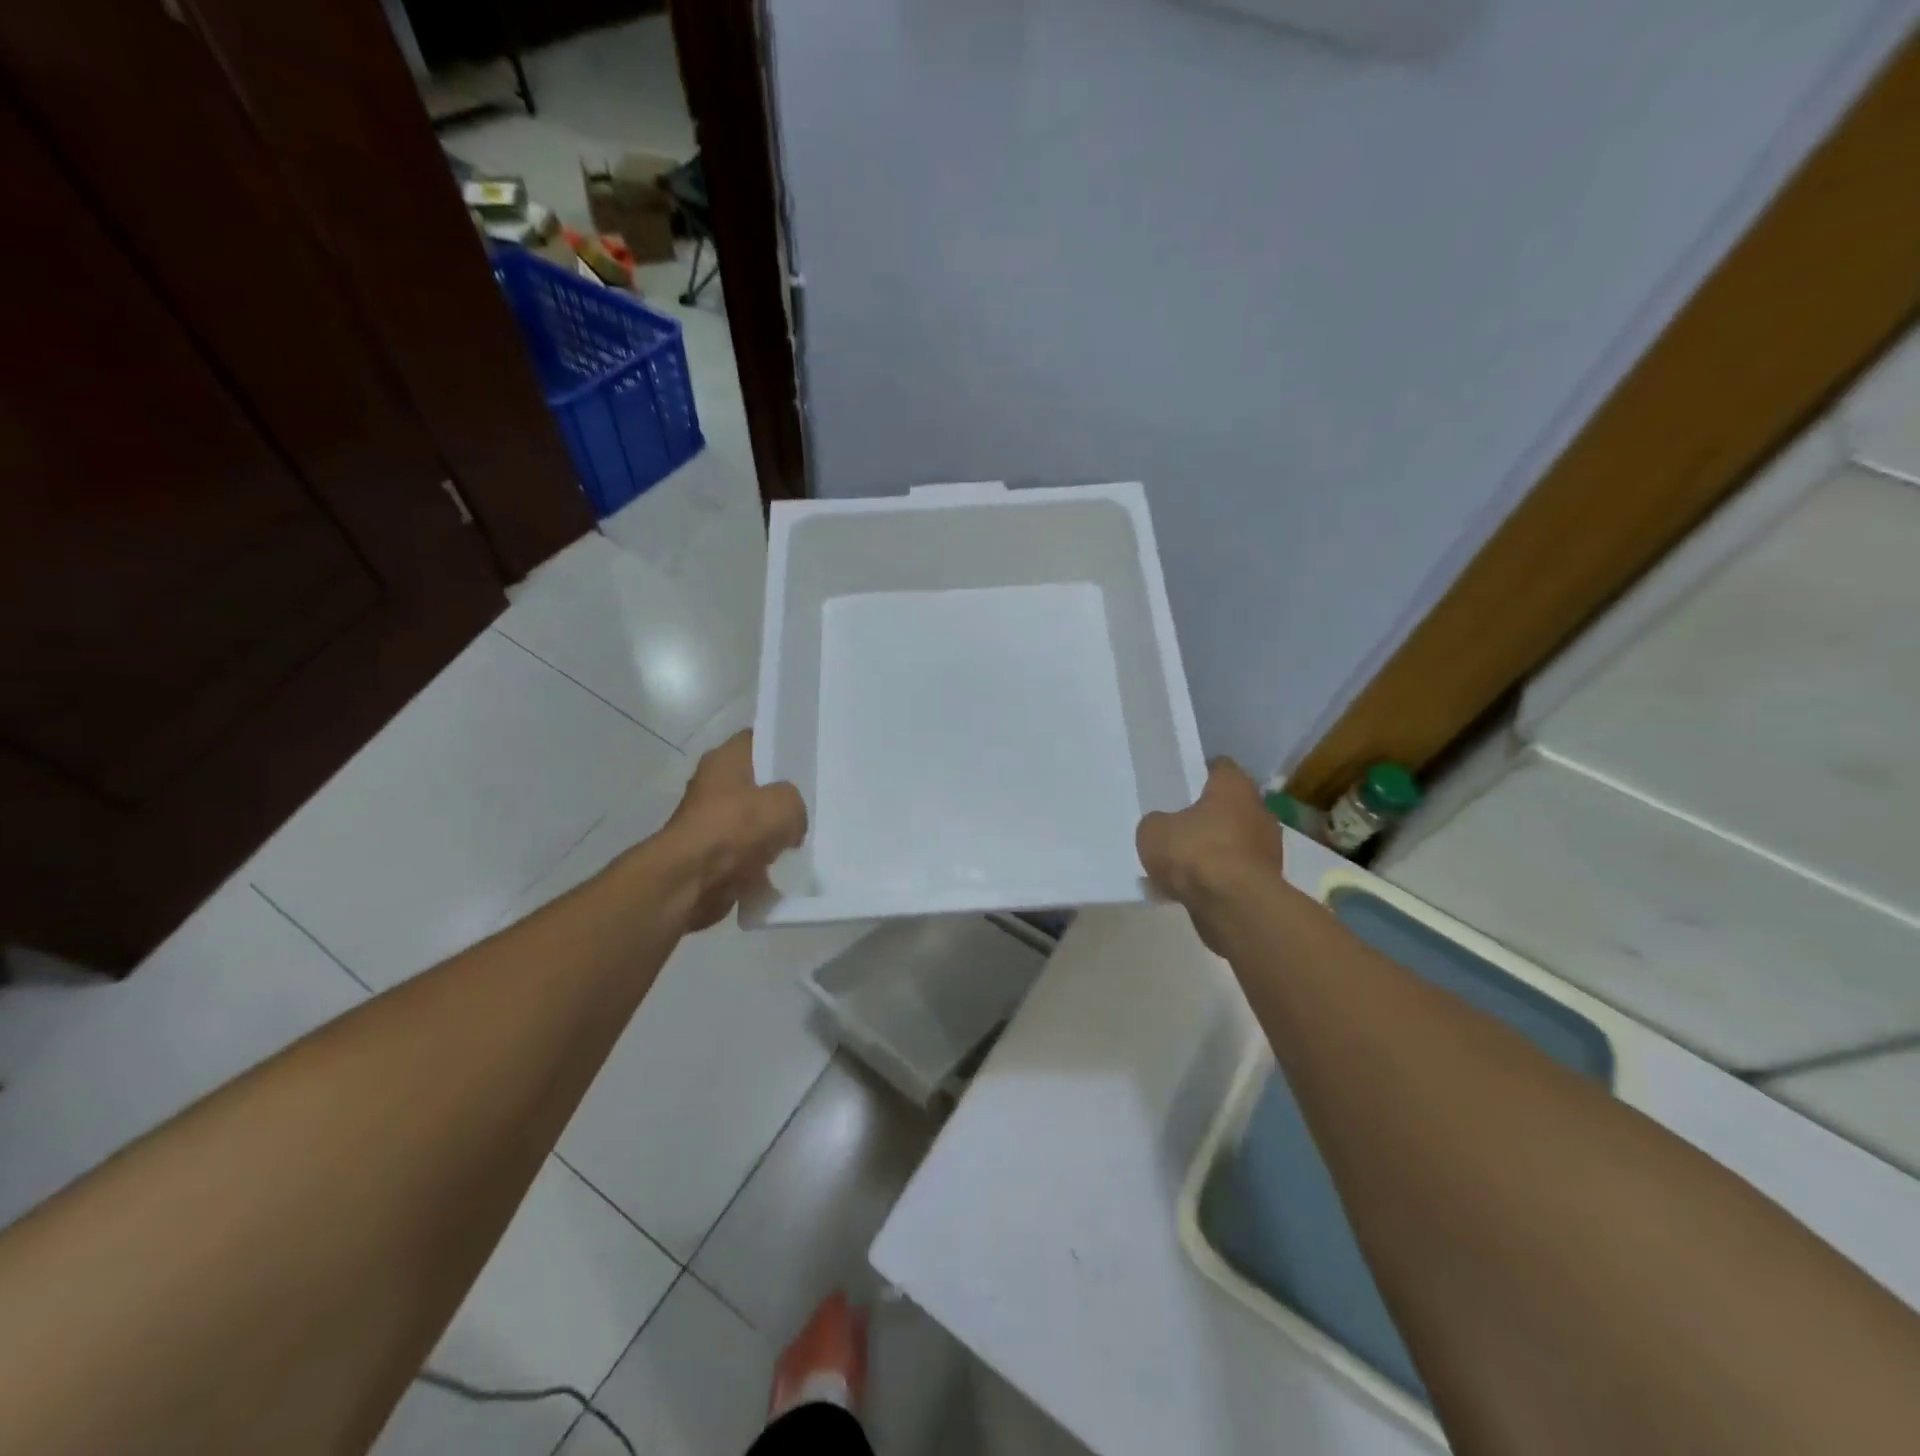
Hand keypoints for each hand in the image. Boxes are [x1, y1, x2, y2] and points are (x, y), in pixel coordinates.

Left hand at [662, 731, 807, 930]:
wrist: (690, 880)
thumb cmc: (736, 827)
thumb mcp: (786, 804)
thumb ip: (796, 803)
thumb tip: (790, 821)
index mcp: (726, 758)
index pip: (758, 739)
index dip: (783, 746)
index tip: (808, 758)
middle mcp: (713, 783)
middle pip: (757, 782)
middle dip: (782, 795)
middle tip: (812, 801)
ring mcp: (710, 820)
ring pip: (753, 819)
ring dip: (773, 831)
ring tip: (803, 837)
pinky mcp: (710, 854)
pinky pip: (747, 851)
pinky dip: (762, 860)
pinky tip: (785, 865)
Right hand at [1137, 758, 1283, 920]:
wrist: (1234, 906)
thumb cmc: (1195, 853)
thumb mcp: (1153, 831)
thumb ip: (1157, 823)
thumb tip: (1164, 827)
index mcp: (1234, 787)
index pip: (1221, 767)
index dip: (1200, 772)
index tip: (1182, 782)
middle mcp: (1259, 812)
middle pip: (1231, 806)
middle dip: (1208, 815)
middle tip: (1179, 824)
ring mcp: (1268, 849)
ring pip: (1235, 841)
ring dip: (1215, 849)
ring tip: (1183, 864)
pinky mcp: (1268, 882)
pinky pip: (1236, 872)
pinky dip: (1219, 878)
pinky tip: (1193, 889)